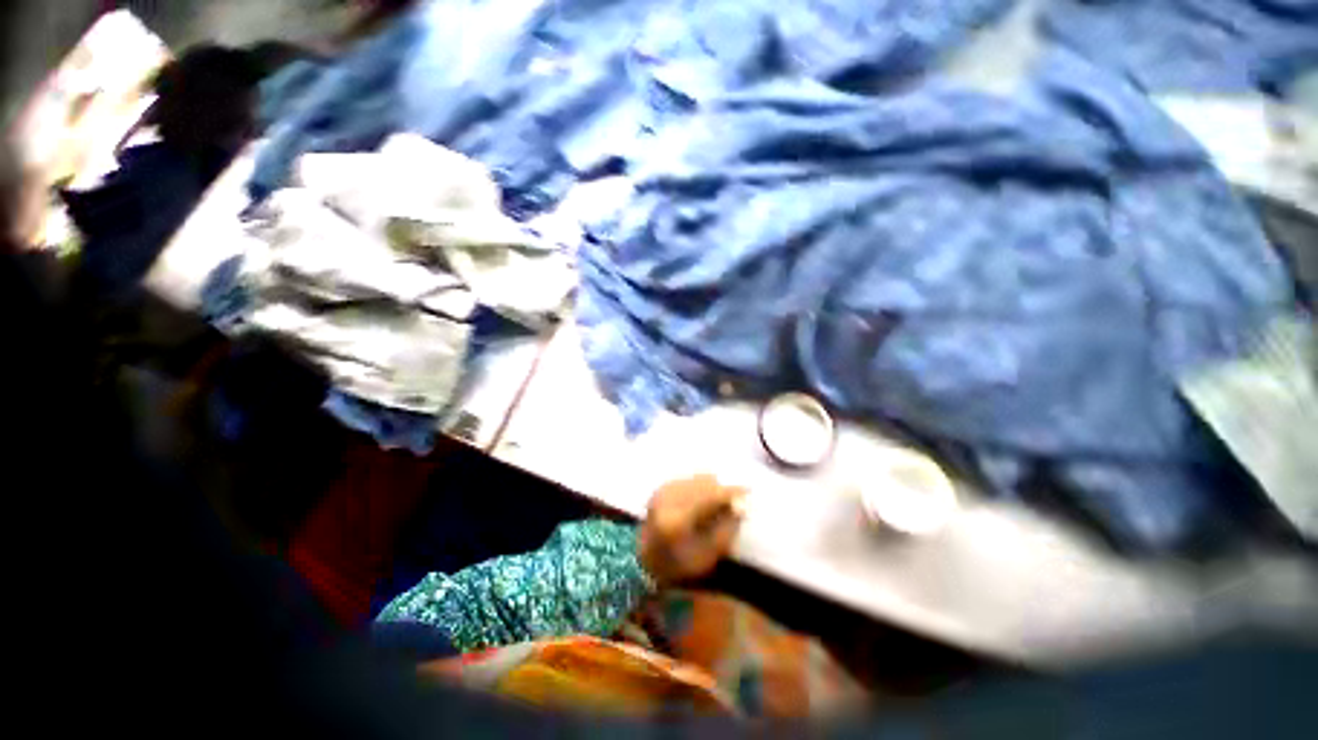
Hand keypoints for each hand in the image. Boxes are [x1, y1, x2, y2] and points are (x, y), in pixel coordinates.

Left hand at [638, 475, 746, 585]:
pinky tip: (705, 496)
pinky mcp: (661, 487)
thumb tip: (741, 504)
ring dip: (712, 486)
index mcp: (679, 520)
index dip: (731, 492)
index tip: (748, 491)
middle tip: (736, 497)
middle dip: (723, 488)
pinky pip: (688, 479)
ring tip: (721, 499)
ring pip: (696, 478)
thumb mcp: (709, 554)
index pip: (711, 496)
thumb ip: (727, 528)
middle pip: (704, 484)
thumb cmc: (680, 564)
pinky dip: (700, 485)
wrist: (645, 561)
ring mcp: (663, 491)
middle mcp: (669, 499)